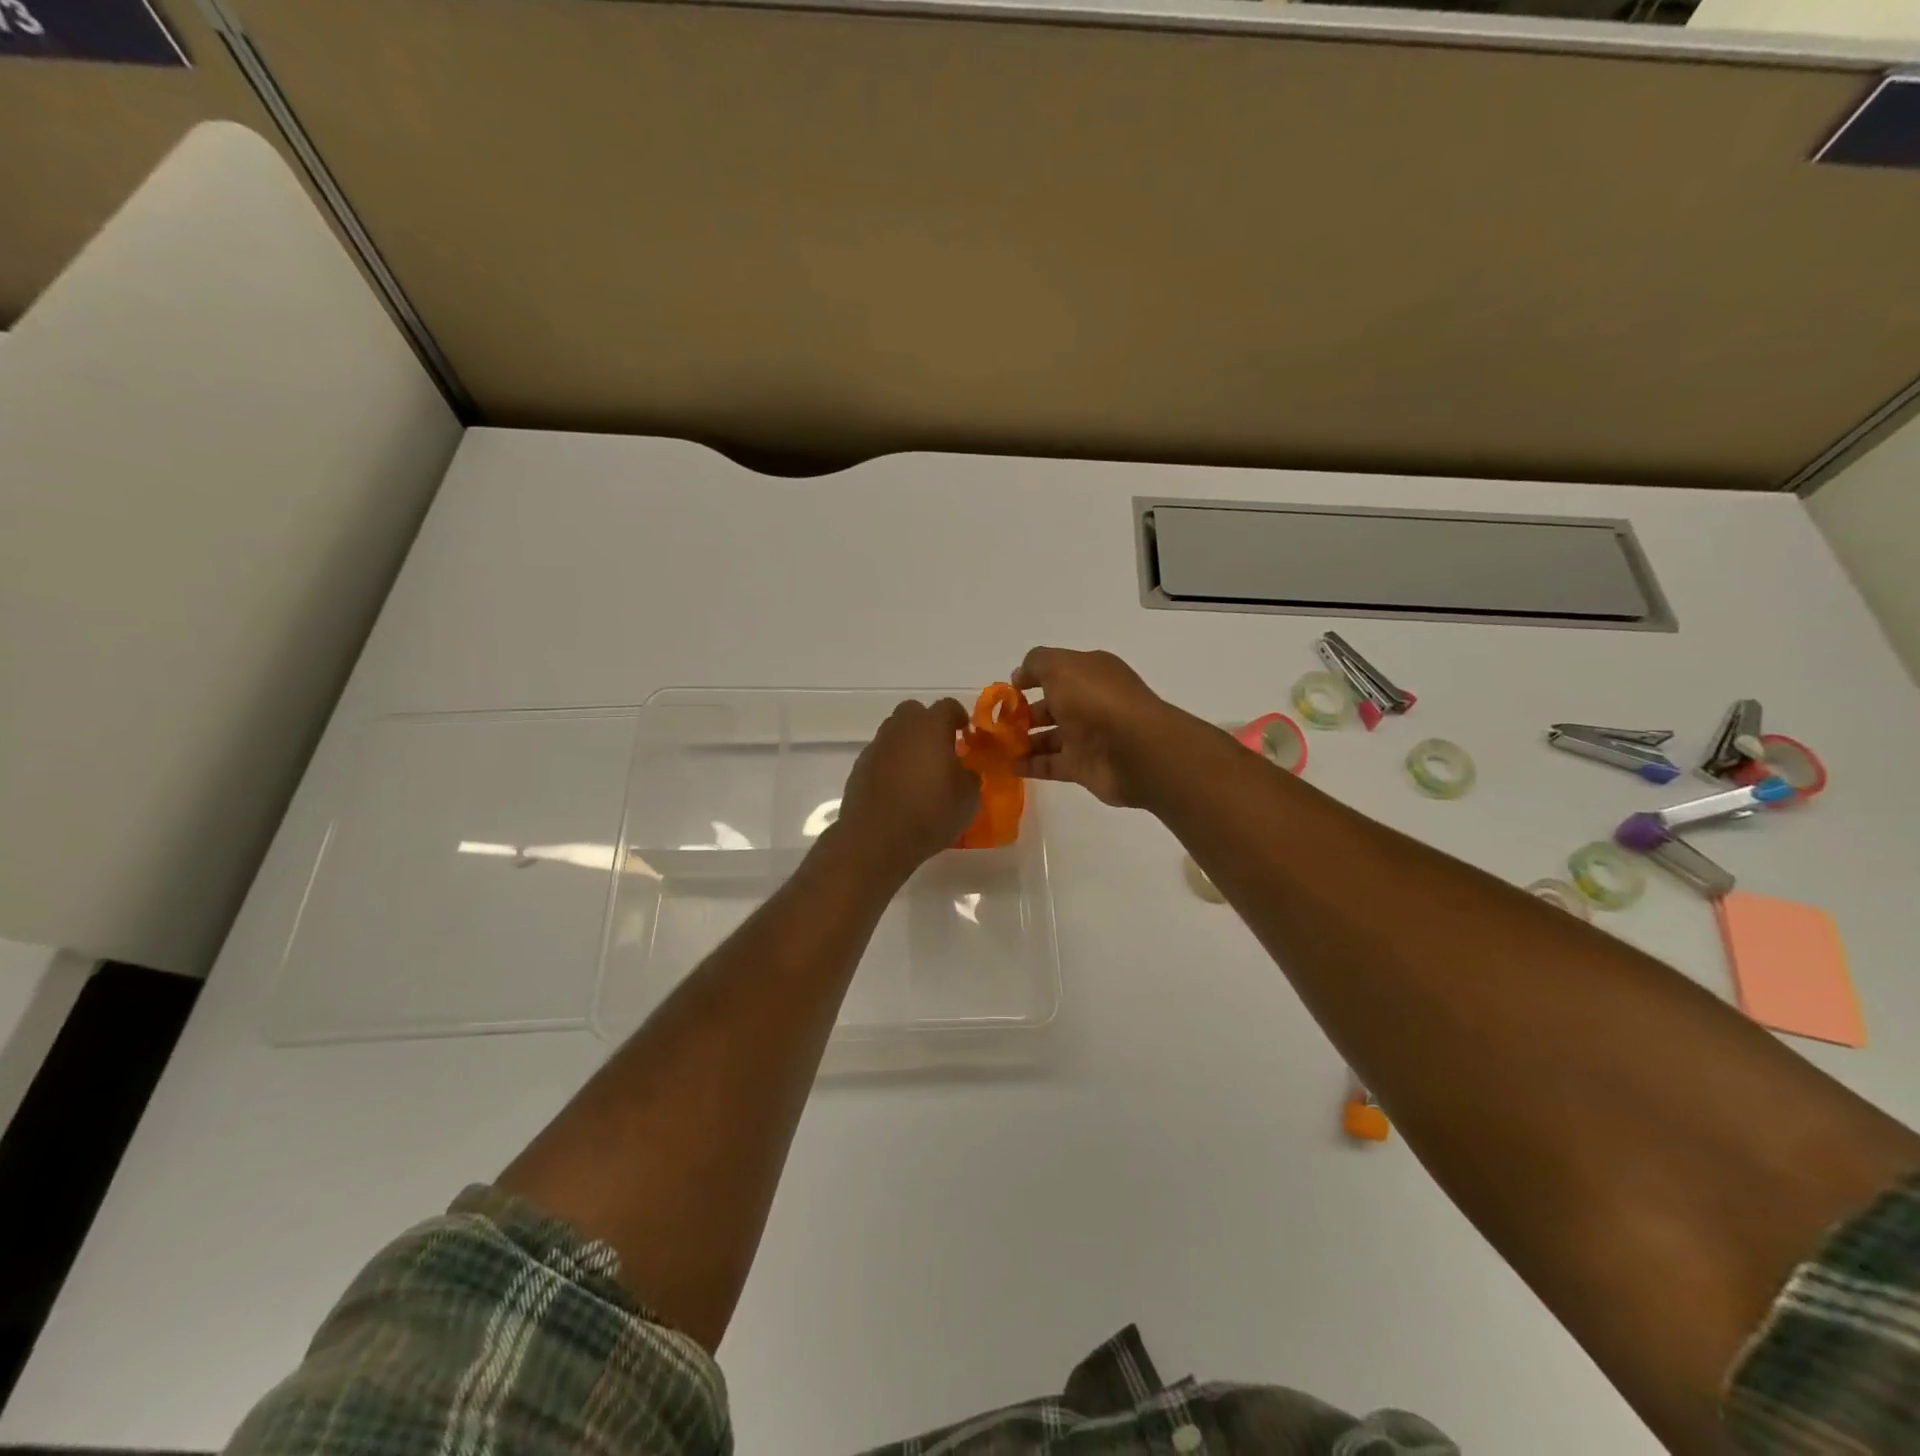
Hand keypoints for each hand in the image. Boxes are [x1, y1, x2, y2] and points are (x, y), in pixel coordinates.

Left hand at [835, 698, 980, 867]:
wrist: (877, 839)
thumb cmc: (931, 813)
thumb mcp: (969, 798)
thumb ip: (970, 776)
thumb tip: (964, 771)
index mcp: (931, 727)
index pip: (948, 706)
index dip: (959, 716)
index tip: (965, 732)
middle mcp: (900, 729)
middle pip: (914, 711)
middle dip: (927, 724)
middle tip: (940, 748)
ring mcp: (876, 747)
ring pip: (894, 733)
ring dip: (907, 744)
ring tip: (919, 771)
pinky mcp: (859, 768)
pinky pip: (880, 756)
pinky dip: (890, 764)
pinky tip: (898, 789)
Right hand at [1011, 647, 1184, 806]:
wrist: (1134, 749)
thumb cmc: (1095, 699)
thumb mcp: (1060, 666)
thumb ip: (1036, 663)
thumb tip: (1020, 675)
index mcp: (1091, 673)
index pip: (1058, 671)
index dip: (1032, 677)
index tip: (1008, 689)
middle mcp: (1091, 702)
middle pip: (1053, 705)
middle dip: (1024, 712)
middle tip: (997, 722)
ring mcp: (1088, 736)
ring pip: (1050, 737)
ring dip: (1024, 740)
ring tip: (997, 745)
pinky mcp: (1084, 767)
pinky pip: (1051, 765)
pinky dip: (1030, 765)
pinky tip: (1008, 765)